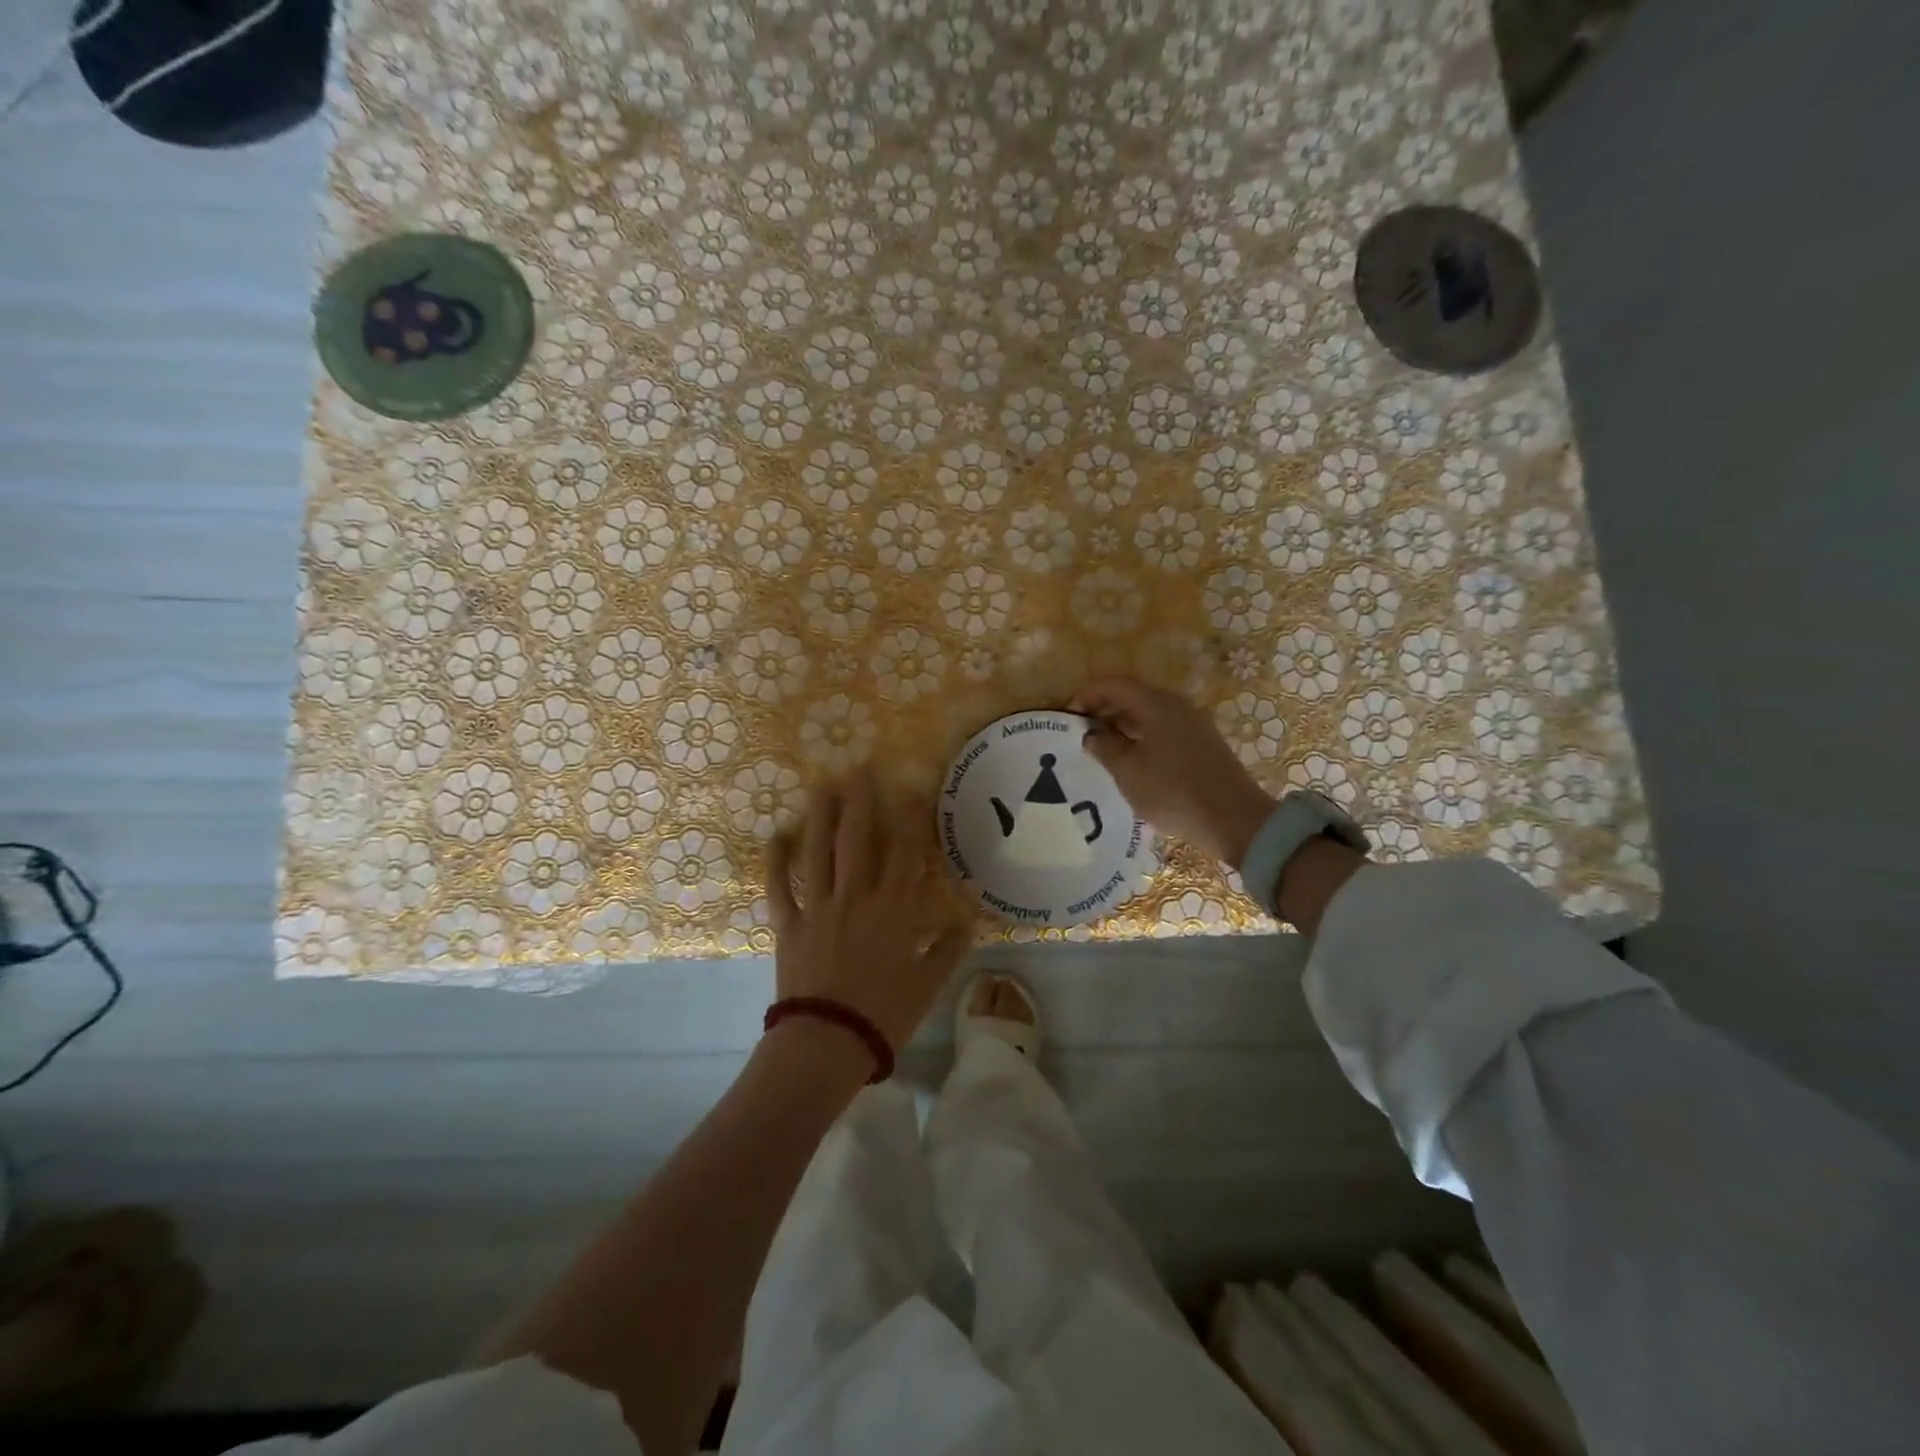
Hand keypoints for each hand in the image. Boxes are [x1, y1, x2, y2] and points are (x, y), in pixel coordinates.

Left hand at [768, 771, 976, 1052]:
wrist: (827, 1041)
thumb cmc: (884, 1014)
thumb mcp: (927, 985)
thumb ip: (948, 950)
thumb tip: (967, 924)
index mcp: (894, 910)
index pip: (905, 854)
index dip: (909, 819)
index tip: (910, 790)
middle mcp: (856, 897)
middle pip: (858, 840)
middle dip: (860, 802)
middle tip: (859, 768)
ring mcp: (819, 907)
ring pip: (818, 853)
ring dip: (820, 817)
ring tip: (822, 787)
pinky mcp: (788, 924)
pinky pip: (779, 887)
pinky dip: (775, 862)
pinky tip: (775, 836)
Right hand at [1069, 677, 1278, 871]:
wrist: (1234, 820)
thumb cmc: (1173, 792)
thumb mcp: (1128, 772)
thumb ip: (1105, 747)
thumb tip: (1091, 734)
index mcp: (1157, 705)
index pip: (1115, 685)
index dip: (1088, 696)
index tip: (1069, 717)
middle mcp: (1177, 706)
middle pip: (1133, 696)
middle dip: (1104, 710)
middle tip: (1082, 734)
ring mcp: (1194, 724)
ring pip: (1149, 714)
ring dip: (1123, 725)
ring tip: (1103, 750)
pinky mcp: (1202, 744)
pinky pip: (1163, 729)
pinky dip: (1141, 737)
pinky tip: (1132, 761)